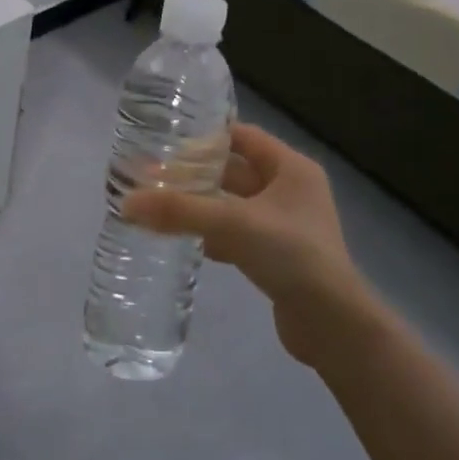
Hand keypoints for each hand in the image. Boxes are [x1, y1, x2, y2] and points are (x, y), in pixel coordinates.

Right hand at [123, 123, 382, 363]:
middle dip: (196, 175)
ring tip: (160, 207)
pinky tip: (186, 243)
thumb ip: (179, 211)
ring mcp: (286, 226)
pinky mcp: (278, 256)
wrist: (332, 322)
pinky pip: (237, 236)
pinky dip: (212, 236)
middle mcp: (291, 191)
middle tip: (154, 178)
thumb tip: (126, 203)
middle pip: (235, 172)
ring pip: (233, 206)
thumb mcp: (232, 224)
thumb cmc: (291, 255)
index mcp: (292, 169)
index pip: (243, 137)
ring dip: (201, 207)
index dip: (207, 137)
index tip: (167, 142)